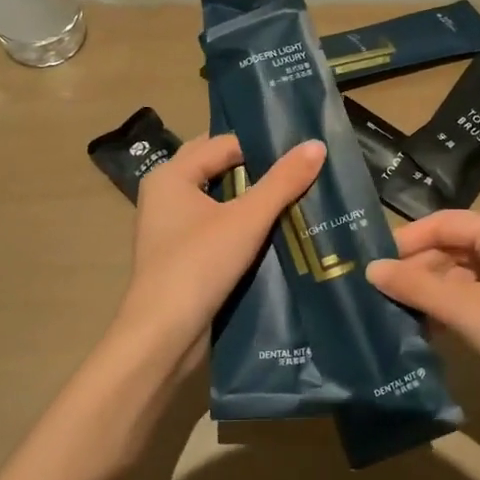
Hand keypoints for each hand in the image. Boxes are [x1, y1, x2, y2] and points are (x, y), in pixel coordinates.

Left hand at [113, 134, 325, 363]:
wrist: (163, 335)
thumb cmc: (199, 265)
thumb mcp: (247, 219)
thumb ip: (282, 182)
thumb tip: (317, 145)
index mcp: (171, 175)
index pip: (223, 144)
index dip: (261, 146)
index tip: (300, 153)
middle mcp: (165, 194)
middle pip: (217, 168)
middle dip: (255, 169)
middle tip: (299, 171)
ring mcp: (170, 227)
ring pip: (217, 199)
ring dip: (250, 198)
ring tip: (293, 197)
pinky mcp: (180, 255)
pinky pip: (214, 226)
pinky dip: (239, 224)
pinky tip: (271, 231)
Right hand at [367, 211, 479, 426]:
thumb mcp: (467, 311)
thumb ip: (417, 287)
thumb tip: (371, 270)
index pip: (443, 222)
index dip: (406, 241)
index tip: (372, 264)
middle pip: (452, 246)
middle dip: (417, 269)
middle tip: (379, 295)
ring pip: (462, 272)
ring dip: (432, 291)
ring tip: (396, 312)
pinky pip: (476, 292)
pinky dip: (452, 306)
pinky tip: (428, 328)